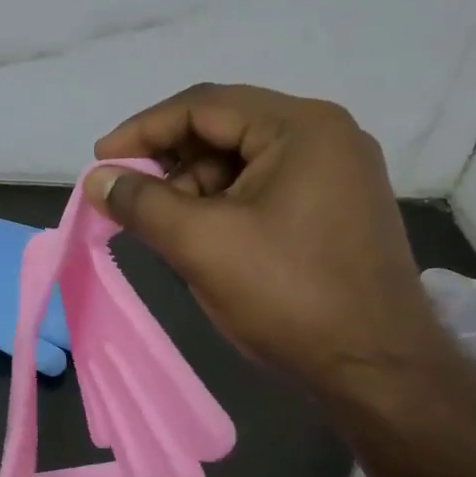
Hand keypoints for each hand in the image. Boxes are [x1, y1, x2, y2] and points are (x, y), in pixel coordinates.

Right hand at [87, 84, 449, 398]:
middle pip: (225, 129)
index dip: (142, 130)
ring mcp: (338, 171)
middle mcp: (326, 135)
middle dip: (170, 162)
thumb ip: (142, 203)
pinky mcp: (338, 206)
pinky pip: (266, 187)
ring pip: (243, 161)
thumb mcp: (202, 244)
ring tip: (165, 227)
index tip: (100, 161)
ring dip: (195, 187)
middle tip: (128, 197)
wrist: (378, 370)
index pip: (202, 106)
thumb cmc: (288, 297)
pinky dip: (226, 204)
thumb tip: (97, 179)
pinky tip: (203, 236)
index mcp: (300, 127)